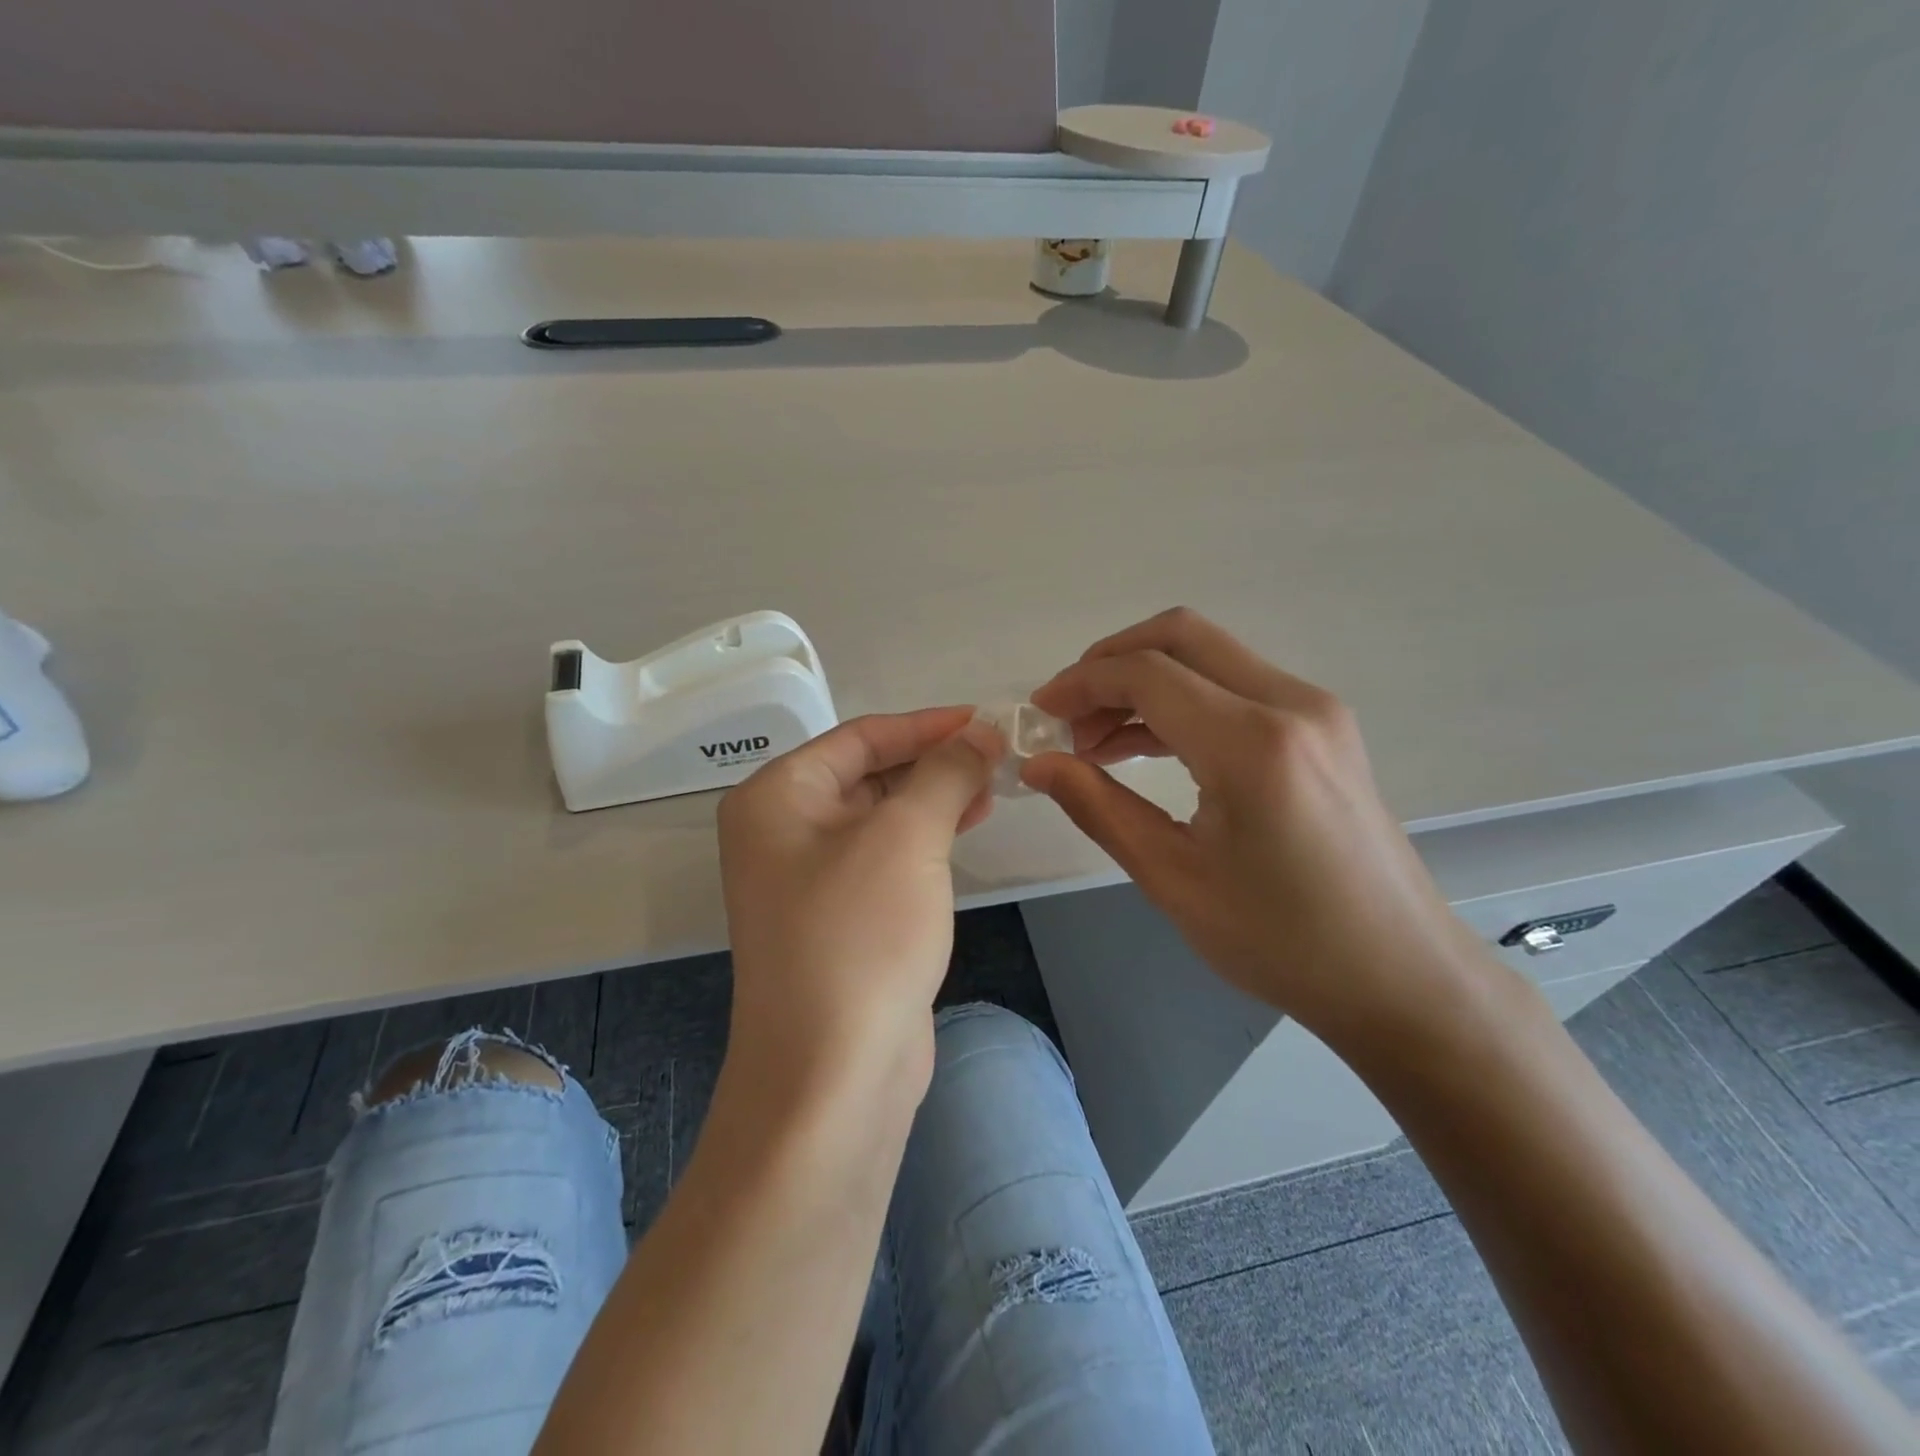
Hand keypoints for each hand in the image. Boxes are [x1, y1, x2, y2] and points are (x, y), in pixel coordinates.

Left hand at [716, 707, 1000, 1104]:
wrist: (833, 1074)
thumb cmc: (861, 935)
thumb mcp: (908, 837)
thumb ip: (946, 773)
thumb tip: (982, 733)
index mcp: (777, 798)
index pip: (860, 737)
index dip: (926, 725)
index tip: (986, 720)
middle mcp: (782, 831)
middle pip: (868, 773)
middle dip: (933, 761)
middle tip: (997, 754)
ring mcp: (808, 879)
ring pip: (880, 816)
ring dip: (934, 798)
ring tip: (992, 786)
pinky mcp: (839, 918)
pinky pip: (885, 858)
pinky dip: (925, 838)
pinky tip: (966, 827)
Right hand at [1026, 608, 1491, 1047]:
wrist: (1400, 975)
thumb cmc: (1282, 941)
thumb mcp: (1173, 879)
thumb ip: (1098, 807)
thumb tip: (1037, 764)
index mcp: (1252, 744)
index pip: (1146, 674)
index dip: (1080, 684)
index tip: (1039, 715)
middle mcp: (1291, 704)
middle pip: (1180, 636)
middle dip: (1109, 663)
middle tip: (1066, 714)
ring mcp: (1315, 710)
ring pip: (1209, 656)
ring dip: (1144, 681)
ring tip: (1095, 740)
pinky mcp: (1323, 727)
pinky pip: (1236, 686)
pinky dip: (1182, 700)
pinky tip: (1144, 744)